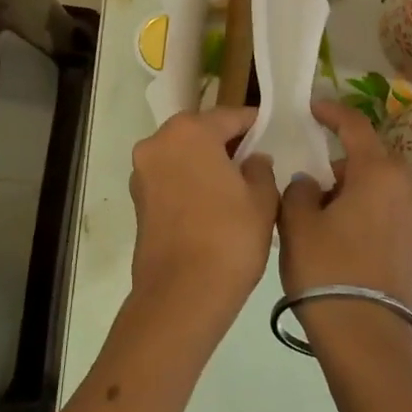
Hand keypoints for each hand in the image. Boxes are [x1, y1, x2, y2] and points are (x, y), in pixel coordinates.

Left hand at [128, 108, 278, 338]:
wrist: (182, 294)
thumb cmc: (230, 237)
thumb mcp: (262, 199)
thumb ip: (261, 169)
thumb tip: (253, 160)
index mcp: (189, 131)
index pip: (230, 116)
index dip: (255, 125)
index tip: (273, 133)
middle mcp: (158, 142)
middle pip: (200, 132)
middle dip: (226, 142)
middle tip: (255, 160)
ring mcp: (142, 172)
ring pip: (182, 155)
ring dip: (206, 162)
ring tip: (236, 185)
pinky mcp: (137, 200)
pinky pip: (171, 178)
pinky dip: (190, 182)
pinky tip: (213, 203)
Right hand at [279, 101, 411, 356]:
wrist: (365, 332)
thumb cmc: (327, 268)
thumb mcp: (298, 222)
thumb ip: (300, 189)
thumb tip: (311, 184)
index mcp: (378, 171)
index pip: (355, 126)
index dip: (331, 112)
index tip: (311, 108)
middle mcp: (405, 184)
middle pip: (368, 156)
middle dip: (338, 161)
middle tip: (307, 179)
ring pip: (377, 182)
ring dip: (351, 186)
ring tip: (319, 211)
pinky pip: (386, 205)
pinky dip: (364, 205)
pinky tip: (339, 229)